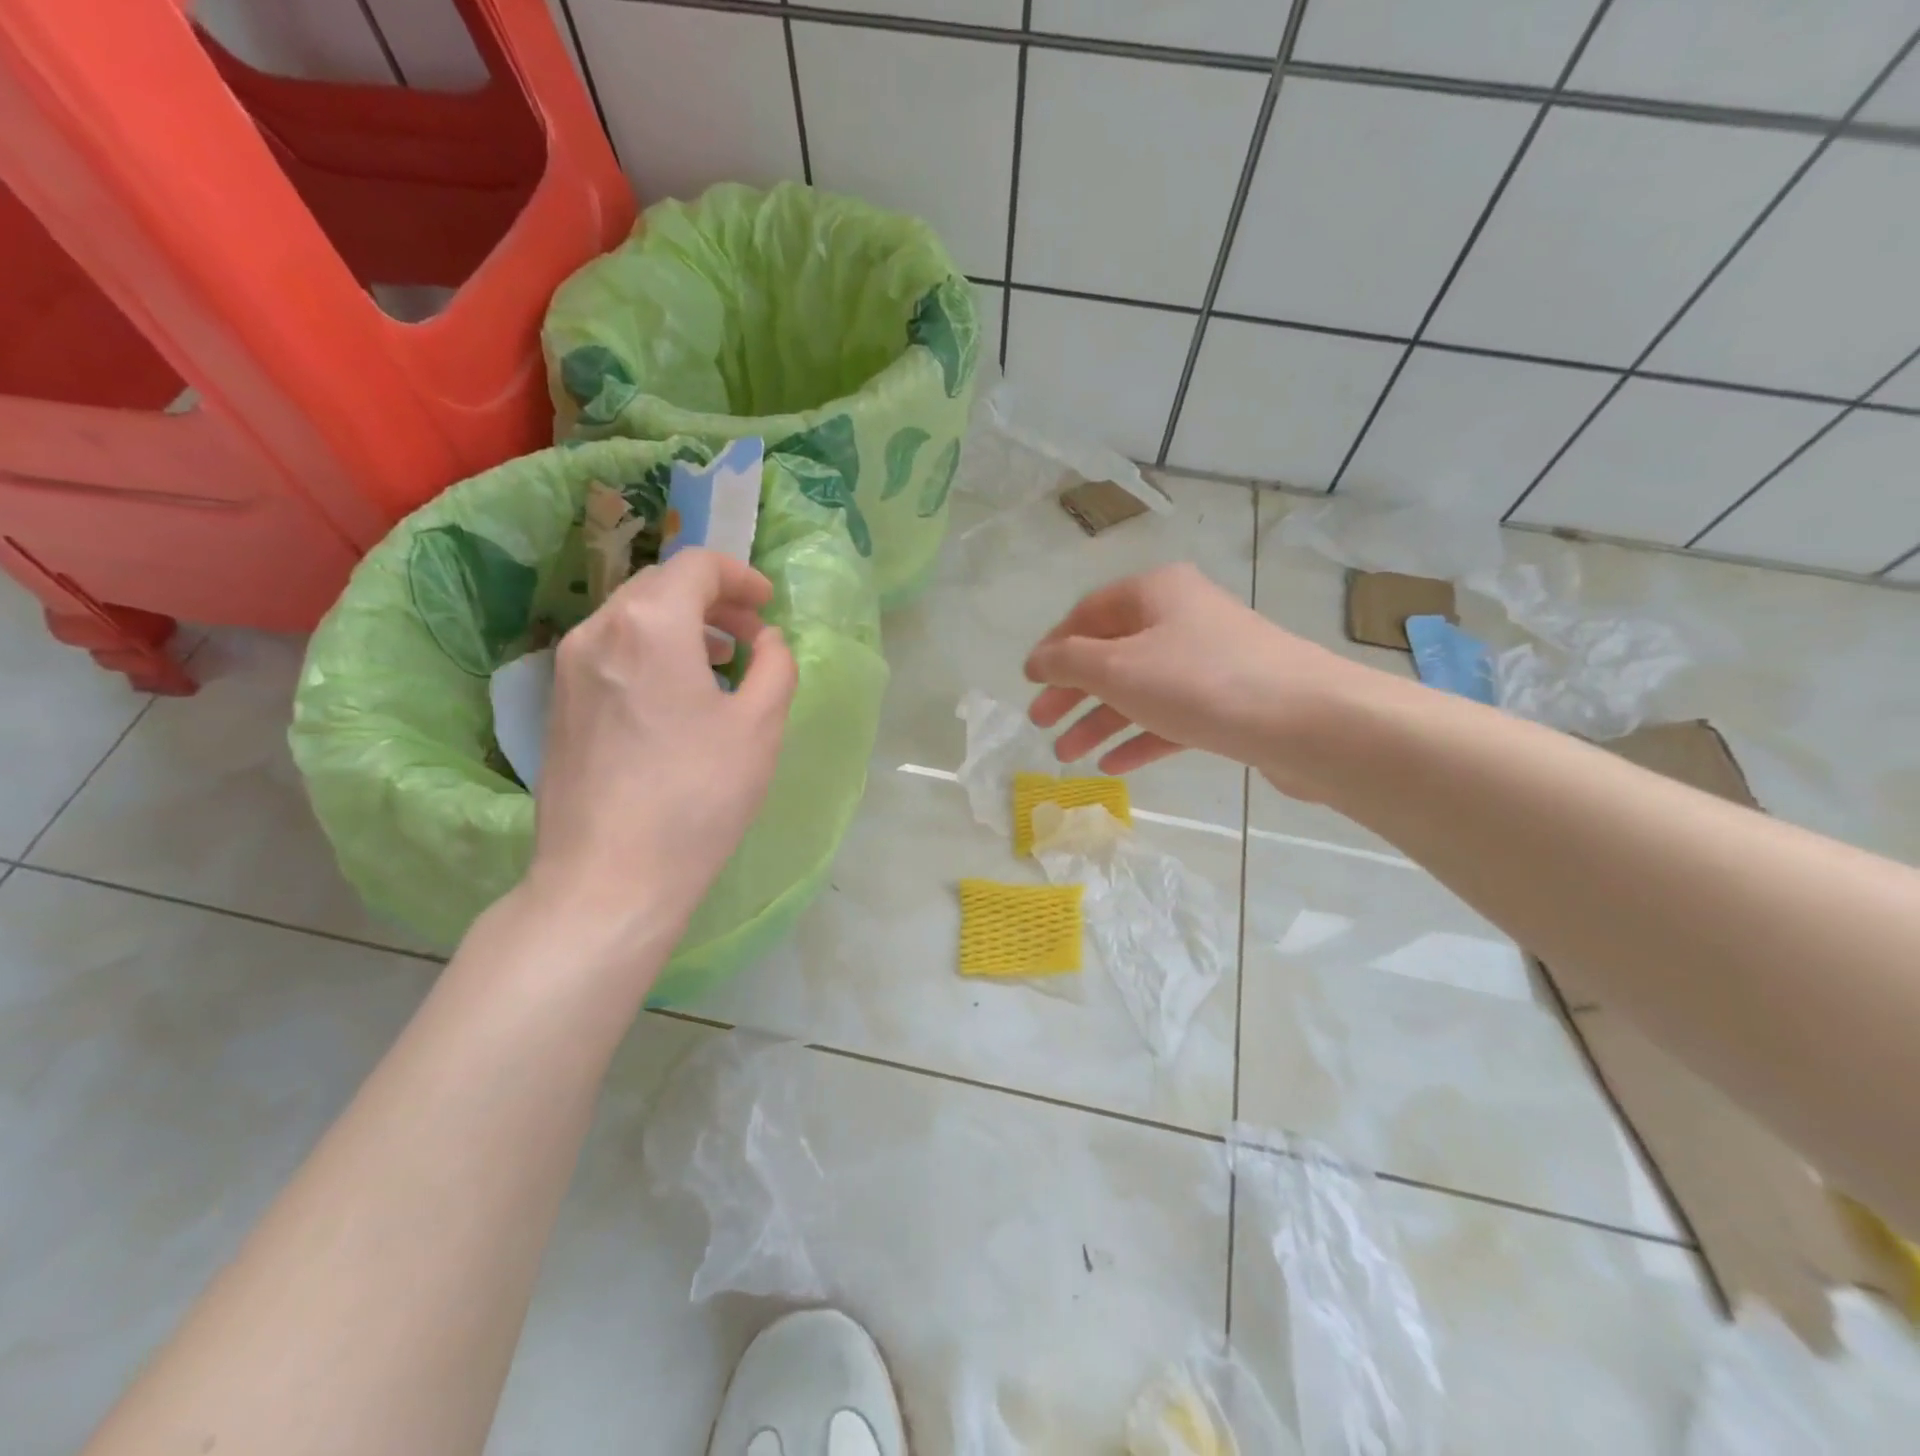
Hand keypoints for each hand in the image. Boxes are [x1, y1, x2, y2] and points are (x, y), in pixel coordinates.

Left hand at [525, 549, 797, 958]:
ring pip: (632, 618)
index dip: (740, 576)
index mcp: (650, 624)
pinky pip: (611, 652)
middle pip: (660, 586)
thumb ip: (775, 664)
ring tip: (720, 663)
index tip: (768, 605)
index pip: (697, 565)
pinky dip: (651, 653)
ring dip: (681, 625)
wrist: (609, 876)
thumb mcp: (761, 725)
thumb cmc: (697, 796)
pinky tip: (676, 698)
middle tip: (752, 635)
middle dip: (713, 599)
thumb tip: (767, 639)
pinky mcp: (558, 704)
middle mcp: (598, 630)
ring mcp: (568, 667)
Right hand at [1023, 563, 1374, 796]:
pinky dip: (1141, 737)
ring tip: (1068, 757)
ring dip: (1101, 722)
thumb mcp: (1119, 669)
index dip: (1053, 648)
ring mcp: (1209, 661)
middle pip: (1112, 654)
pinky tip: (1114, 766)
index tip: (1029, 683)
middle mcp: (1182, 618)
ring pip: (1140, 690)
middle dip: (1073, 692)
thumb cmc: (1201, 683)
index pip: (1088, 614)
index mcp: (1155, 593)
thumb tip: (1038, 659)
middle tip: (1041, 724)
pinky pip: (1171, 716)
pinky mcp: (1230, 702)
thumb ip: (1069, 662)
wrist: (1308, 721)